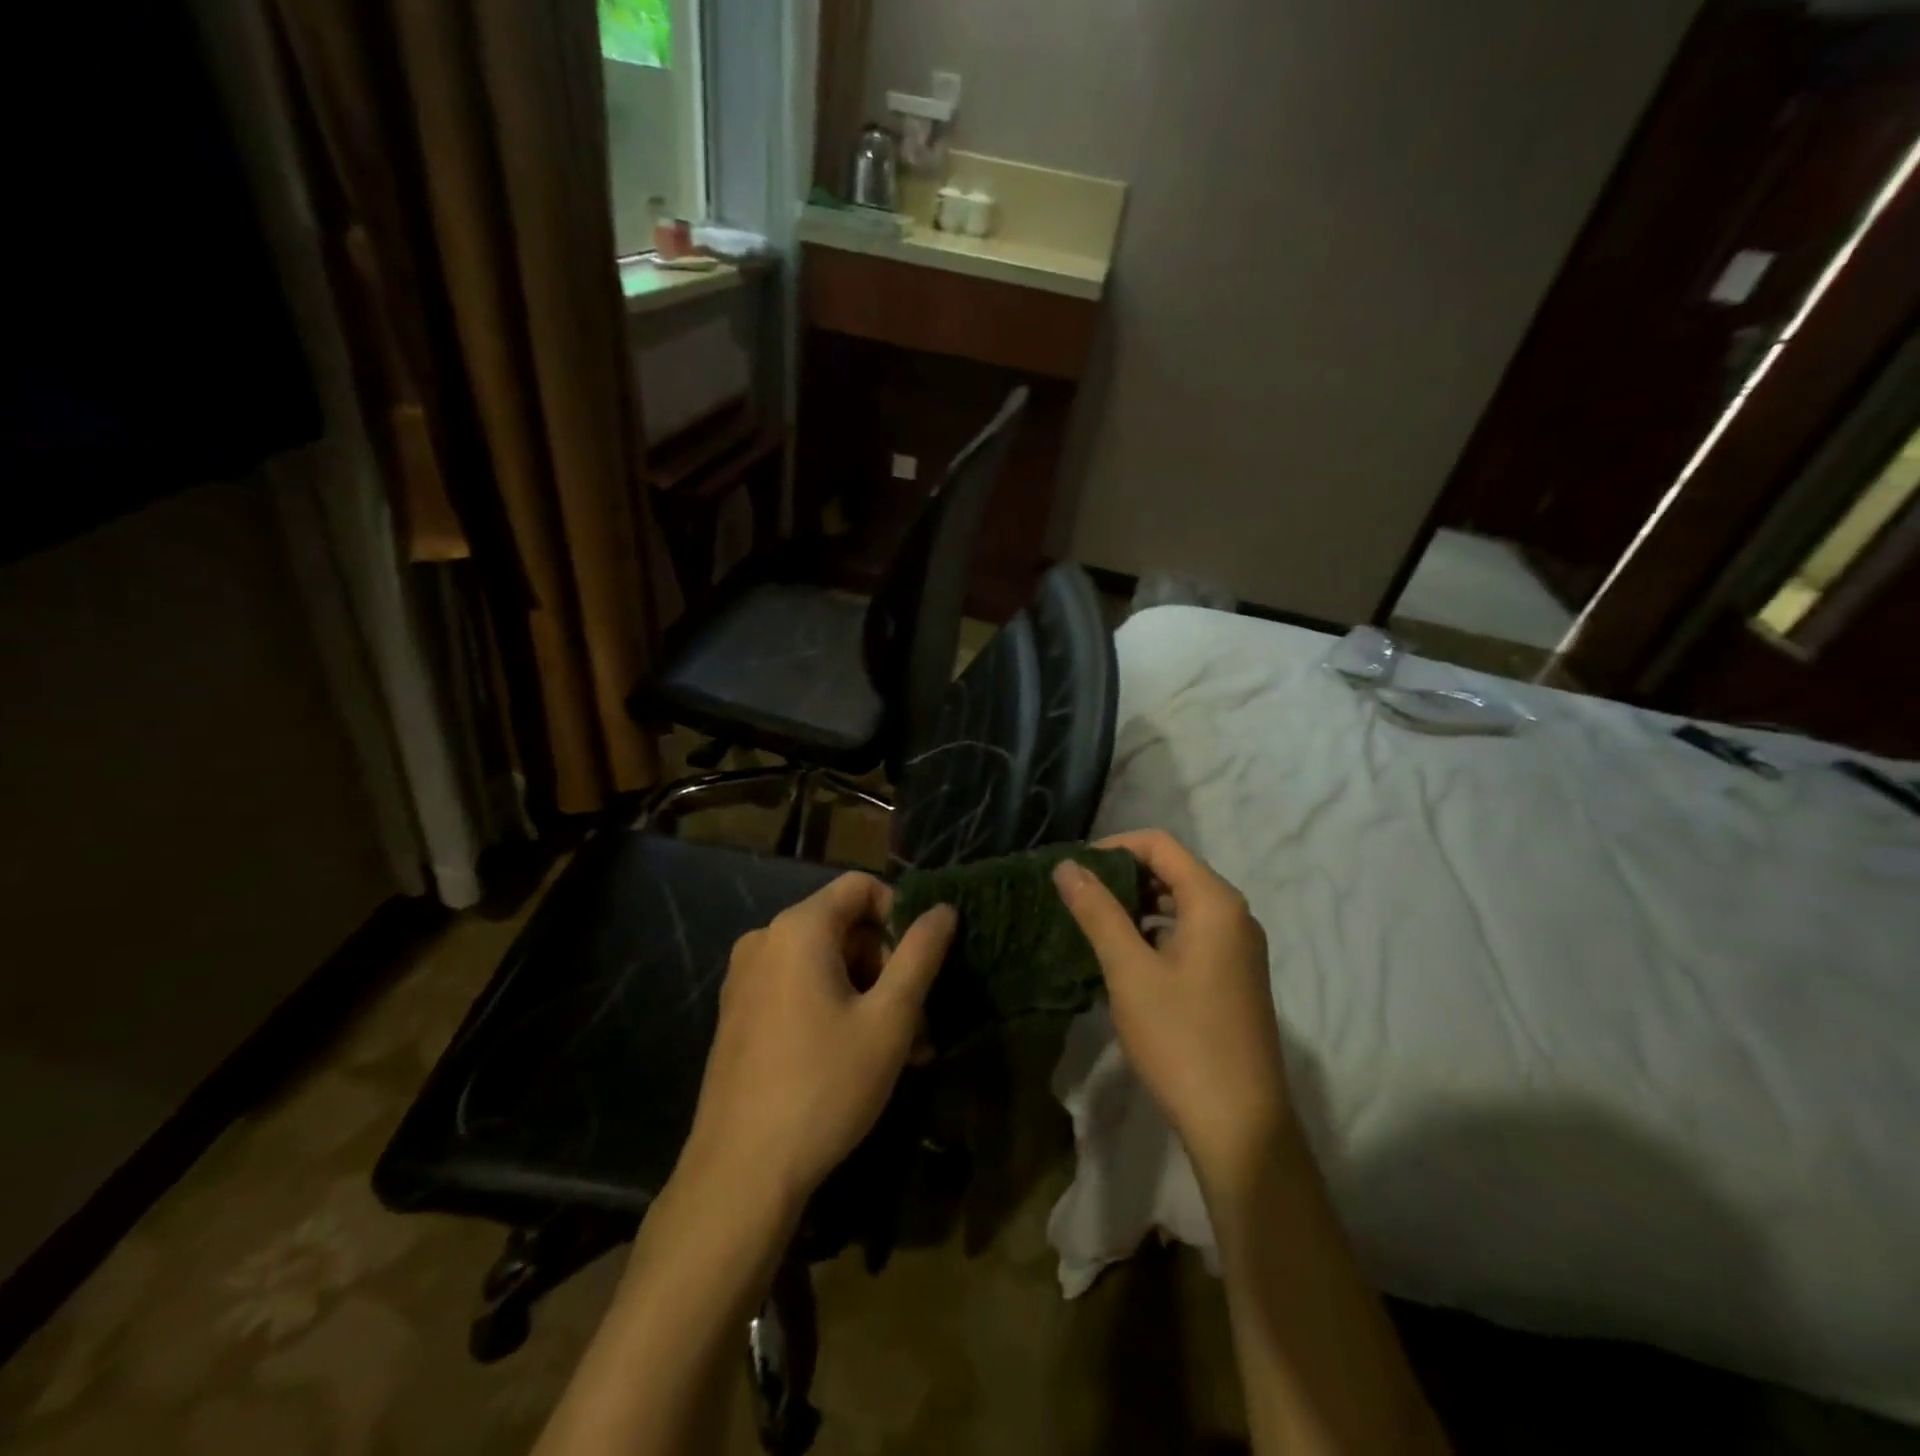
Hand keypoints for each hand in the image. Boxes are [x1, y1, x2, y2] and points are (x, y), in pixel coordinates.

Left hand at [682, 873, 956, 1214]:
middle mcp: (764, 941)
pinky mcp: (739, 1015)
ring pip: (824, 964)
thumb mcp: (889, 1019)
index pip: (861, 887)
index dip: (900, 915)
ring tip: (903, 1050)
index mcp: (798, 929)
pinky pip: (798, 990)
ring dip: (868, 995)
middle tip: (918, 1020)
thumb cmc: (825, 1085)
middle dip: (886, 966)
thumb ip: (920, 954)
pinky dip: (834, 1009)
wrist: (740, 1174)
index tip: (920, 965)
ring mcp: (745, 980)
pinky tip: (861, 1058)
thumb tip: (943, 910)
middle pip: (843, 927)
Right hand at [1053, 830, 1289, 1189]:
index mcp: (1215, 902)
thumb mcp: (1129, 971)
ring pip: (1180, 904)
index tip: (1073, 869)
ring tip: (1093, 923)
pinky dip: (1155, 932)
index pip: (1160, 845)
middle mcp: (1234, 915)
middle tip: (1077, 895)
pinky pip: (1190, 933)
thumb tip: (1066, 865)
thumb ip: (1097, 912)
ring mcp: (1238, 948)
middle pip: (1173, 870)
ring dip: (1137, 905)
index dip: (1113, 847)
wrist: (1240, 1126)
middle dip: (1123, 875)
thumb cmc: (1182, 1039)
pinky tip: (1125, 956)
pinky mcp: (1234, 976)